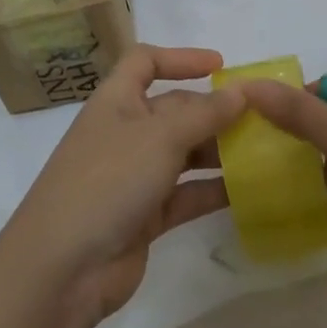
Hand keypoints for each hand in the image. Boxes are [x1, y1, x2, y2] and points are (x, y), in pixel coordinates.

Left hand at [2, 45, 245, 325]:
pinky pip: (186, 194)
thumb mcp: (160, 137)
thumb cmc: (108, 181)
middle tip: (261, 117)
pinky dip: (213, 189)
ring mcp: (134, 176)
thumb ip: (204, 113)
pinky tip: (250, 190)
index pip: (144, 62)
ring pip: (184, 153)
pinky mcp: (145, 216)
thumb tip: (241, 91)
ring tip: (264, 151)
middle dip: (213, 111)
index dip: (180, 58)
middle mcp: (125, 133)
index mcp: (116, 102)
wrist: (62, 269)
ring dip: (219, 150)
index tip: (221, 66)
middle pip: (173, 110)